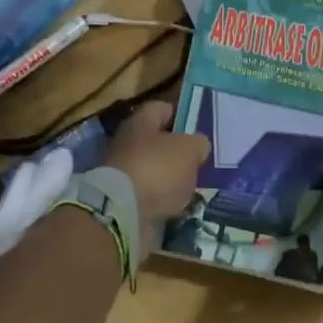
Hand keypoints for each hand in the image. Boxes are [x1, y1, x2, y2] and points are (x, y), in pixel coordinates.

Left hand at [103, 101, 209, 241]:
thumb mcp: (189, 149)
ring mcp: (124, 173)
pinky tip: (180, 206)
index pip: (162, 108)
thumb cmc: (157, 168)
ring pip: (155, 170)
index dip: (181, 115)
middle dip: (178, 152)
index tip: (198, 127)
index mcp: (141, 122)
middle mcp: (128, 143)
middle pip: (158, 141)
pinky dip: (164, 200)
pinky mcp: (124, 201)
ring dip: (172, 179)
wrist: (122, 214)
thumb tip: (198, 145)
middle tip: (200, 161)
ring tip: (194, 187)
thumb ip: (198, 143)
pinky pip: (150, 196)